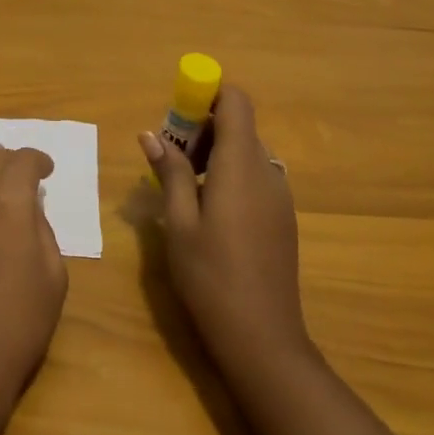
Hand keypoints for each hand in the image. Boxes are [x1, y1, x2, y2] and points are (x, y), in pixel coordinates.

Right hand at [138, 86, 315, 389]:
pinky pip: (255, 177)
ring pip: (246, 152)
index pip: (236, 101)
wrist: (263, 339)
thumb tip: (151, 134)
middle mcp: (266, 171)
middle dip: (202, 129)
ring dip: (214, 154)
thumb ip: (169, 172)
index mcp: (240, 165)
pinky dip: (229, 176)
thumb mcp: (178, 222)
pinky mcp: (282, 218)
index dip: (207, 95)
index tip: (177, 114)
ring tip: (183, 187)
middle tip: (169, 158)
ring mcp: (279, 196)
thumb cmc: (211, 276)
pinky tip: (208, 211)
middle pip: (239, 126)